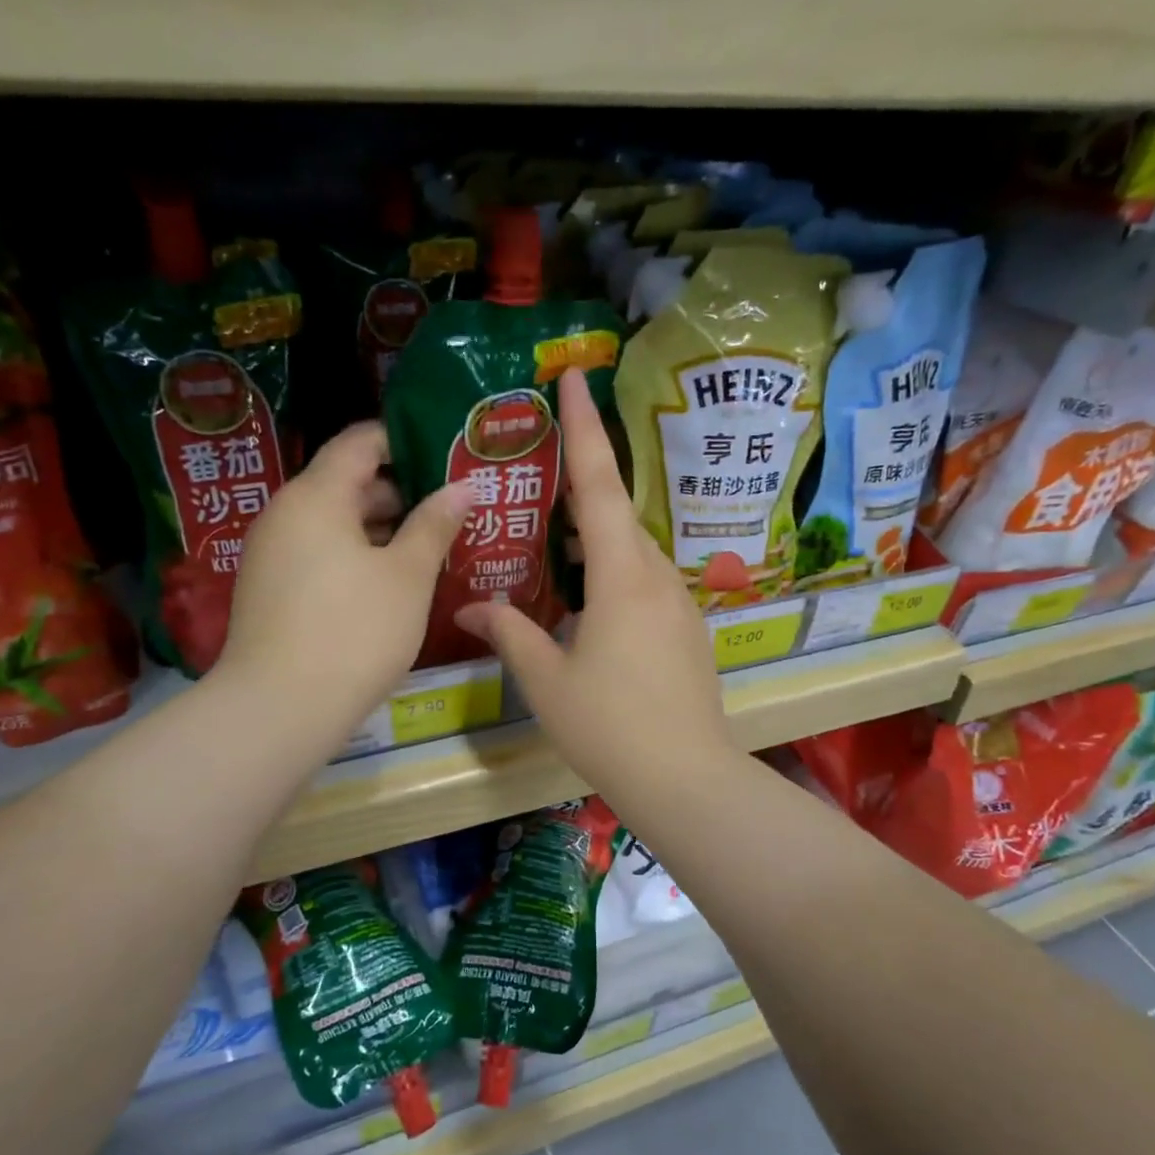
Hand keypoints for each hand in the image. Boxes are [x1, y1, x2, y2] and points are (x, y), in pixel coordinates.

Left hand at [222, 422, 470, 737]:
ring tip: (430, 546)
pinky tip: (391, 583)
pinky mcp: (270, 591)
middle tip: (451, 508)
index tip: (445, 455)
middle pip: (346, 483)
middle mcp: (285, 514)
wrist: (281, 708)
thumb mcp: (407, 576)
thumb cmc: (355, 631)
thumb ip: (434, 525)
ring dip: (381, 530)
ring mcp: (272, 555)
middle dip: (401, 492)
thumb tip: (461, 487)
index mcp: (316, 496)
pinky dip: (356, 557)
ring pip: (334, 524)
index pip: (360, 442)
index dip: (403, 440)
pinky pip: (320, 555)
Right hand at [454, 368, 736, 807]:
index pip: (599, 484)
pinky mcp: (687, 631)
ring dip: (596, 537)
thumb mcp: (546, 679)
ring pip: (632, 551)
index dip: (586, 428)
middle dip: (585, 482)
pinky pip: (645, 582)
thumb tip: (467, 604)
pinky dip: (613, 573)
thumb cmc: (609, 725)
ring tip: (556, 542)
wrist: (685, 777)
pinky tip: (587, 599)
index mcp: (621, 577)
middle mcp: (656, 577)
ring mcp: (678, 604)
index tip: (577, 377)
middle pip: (617, 513)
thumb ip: (508, 632)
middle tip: (545, 468)